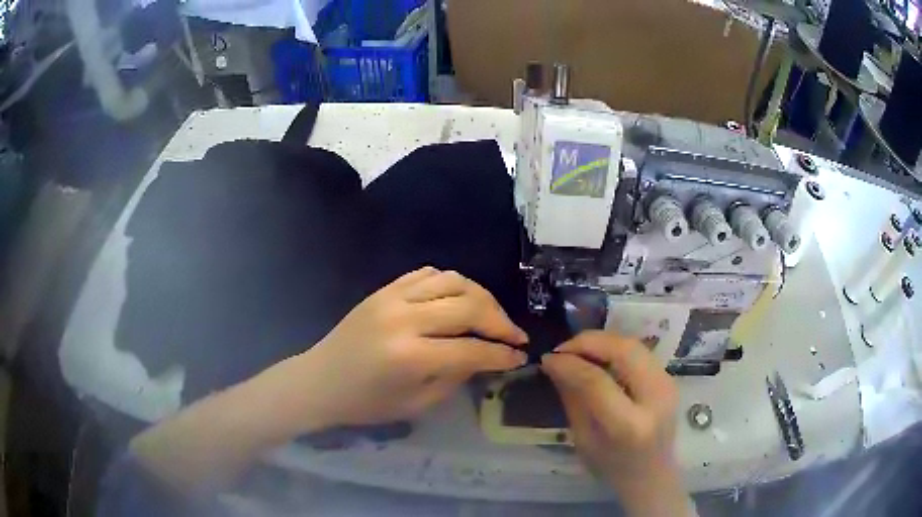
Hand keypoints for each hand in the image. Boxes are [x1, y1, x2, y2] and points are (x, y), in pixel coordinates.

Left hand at [300, 267, 528, 427]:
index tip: (520, 356)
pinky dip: (452, 283)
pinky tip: (460, 300)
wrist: (320, 380)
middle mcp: (404, 318)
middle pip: (469, 306)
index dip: (502, 354)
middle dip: (500, 321)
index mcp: (410, 356)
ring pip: (453, 281)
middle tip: (514, 336)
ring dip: (481, 297)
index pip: (472, 348)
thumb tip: (487, 356)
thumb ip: (456, 377)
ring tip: (492, 316)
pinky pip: (428, 274)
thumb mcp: (417, 404)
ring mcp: (392, 297)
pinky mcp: (384, 289)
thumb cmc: (366, 403)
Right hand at [541, 331, 689, 516]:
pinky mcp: (669, 378)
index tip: (547, 358)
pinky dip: (615, 347)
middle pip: (624, 350)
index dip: (570, 364)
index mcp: (629, 425)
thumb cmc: (611, 466)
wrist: (651, 475)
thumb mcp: (583, 439)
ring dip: (602, 341)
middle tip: (563, 348)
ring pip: (634, 344)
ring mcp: (668, 385)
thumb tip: (554, 363)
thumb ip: (572, 398)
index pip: (598, 381)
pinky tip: (597, 356)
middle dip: (589, 342)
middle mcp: (656, 398)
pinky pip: (639, 351)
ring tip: (577, 350)